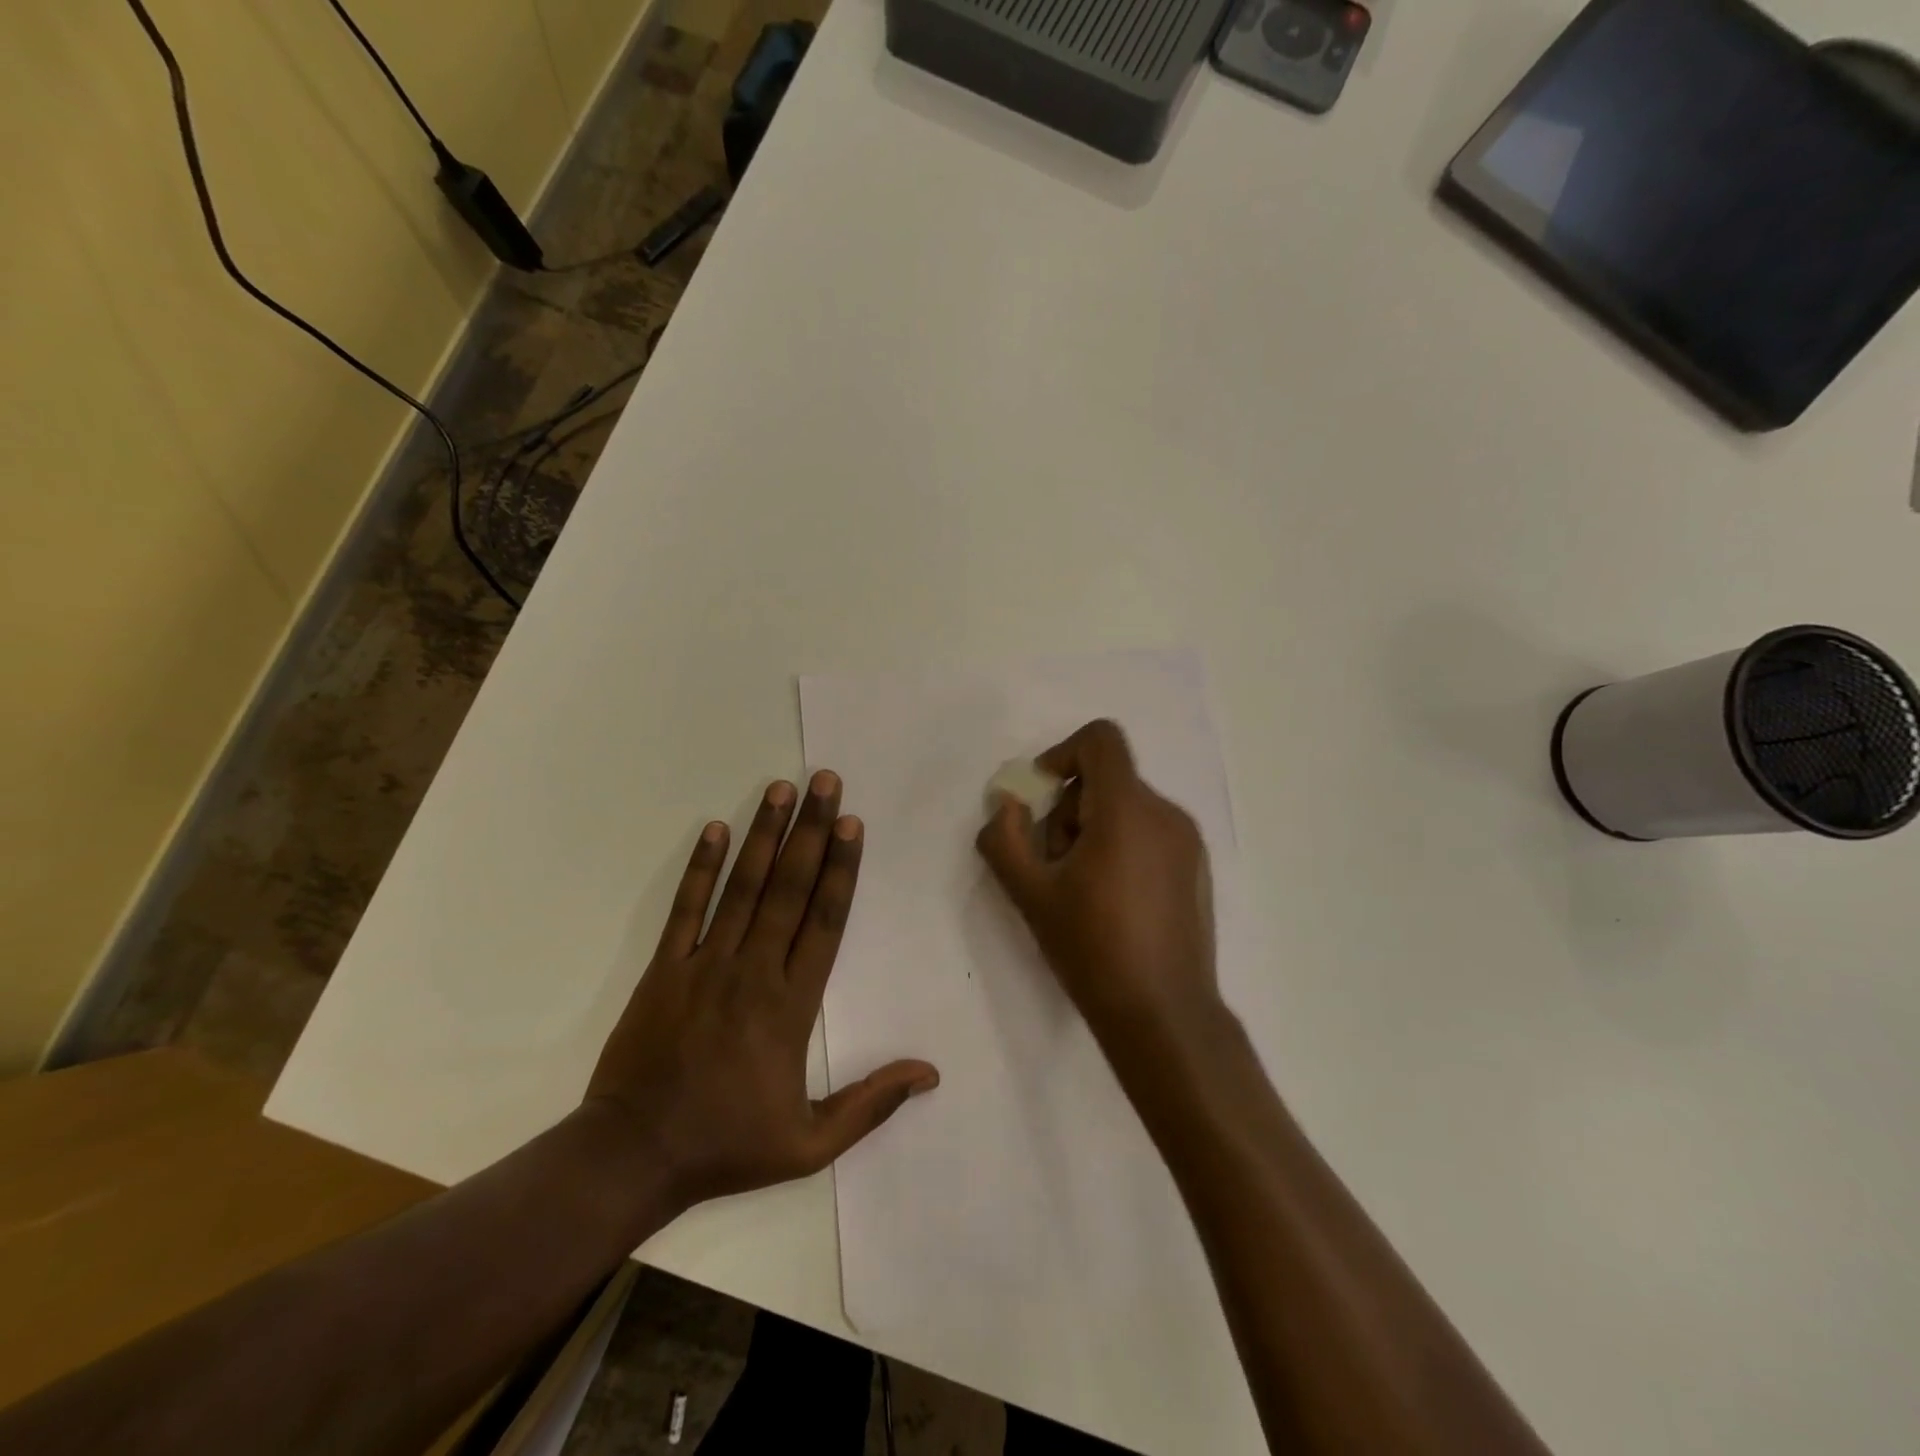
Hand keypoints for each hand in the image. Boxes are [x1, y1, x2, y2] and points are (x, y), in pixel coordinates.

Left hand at [587, 771, 937, 1211]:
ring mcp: (705, 964)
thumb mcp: (810, 1144)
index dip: (841, 868)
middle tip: (824, 781)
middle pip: (790, 888)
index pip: (825, 921)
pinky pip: (686, 908)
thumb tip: (930, 1073)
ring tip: (781, 788)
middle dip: (810, 830)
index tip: (852, 823)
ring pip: (743, 887)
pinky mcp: (665, 968)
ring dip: (764, 835)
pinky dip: (701, 867)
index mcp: (792, 1005)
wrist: (632, 1156)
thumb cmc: (726, 1145)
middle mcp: (754, 970)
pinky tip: (715, 829)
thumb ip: (871, 1104)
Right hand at [976, 720, 1221, 1052]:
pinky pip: (1150, 833)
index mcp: (1128, 809)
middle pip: (1107, 779)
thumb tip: (1008, 804)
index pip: (1100, 740)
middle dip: (1070, 810)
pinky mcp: (1197, 868)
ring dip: (1094, 831)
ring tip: (1081, 889)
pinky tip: (1112, 903)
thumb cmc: (1092, 948)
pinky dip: (1122, 847)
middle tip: (1054, 864)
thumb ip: (1004, 838)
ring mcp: (1188, 842)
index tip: (1041, 797)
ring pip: (1128, 807)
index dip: (1062, 754)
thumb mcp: (1030, 894)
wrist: (1163, 1014)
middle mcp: (1166, 813)